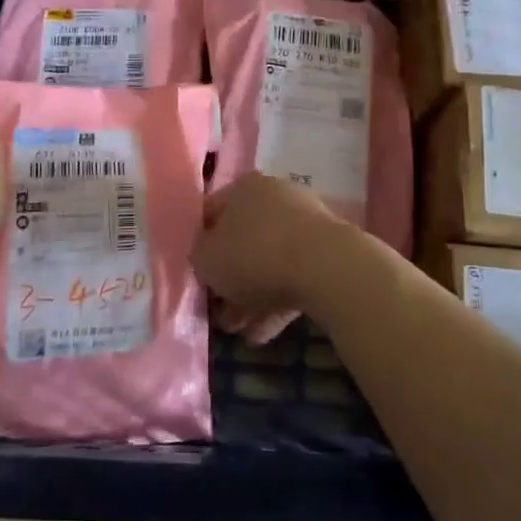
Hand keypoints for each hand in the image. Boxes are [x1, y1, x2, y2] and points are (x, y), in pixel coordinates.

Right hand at [195, 173, 376, 344]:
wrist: (326, 266)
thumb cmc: (255, 255)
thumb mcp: (207, 259)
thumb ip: (199, 257)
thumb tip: (205, 257)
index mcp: (242, 188)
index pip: (210, 214)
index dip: (198, 246)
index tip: (195, 276)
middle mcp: (273, 196)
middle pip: (241, 240)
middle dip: (229, 280)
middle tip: (219, 313)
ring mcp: (303, 222)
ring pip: (268, 261)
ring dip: (251, 296)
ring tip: (241, 332)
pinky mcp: (325, 250)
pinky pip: (293, 275)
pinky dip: (277, 301)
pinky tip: (265, 333)